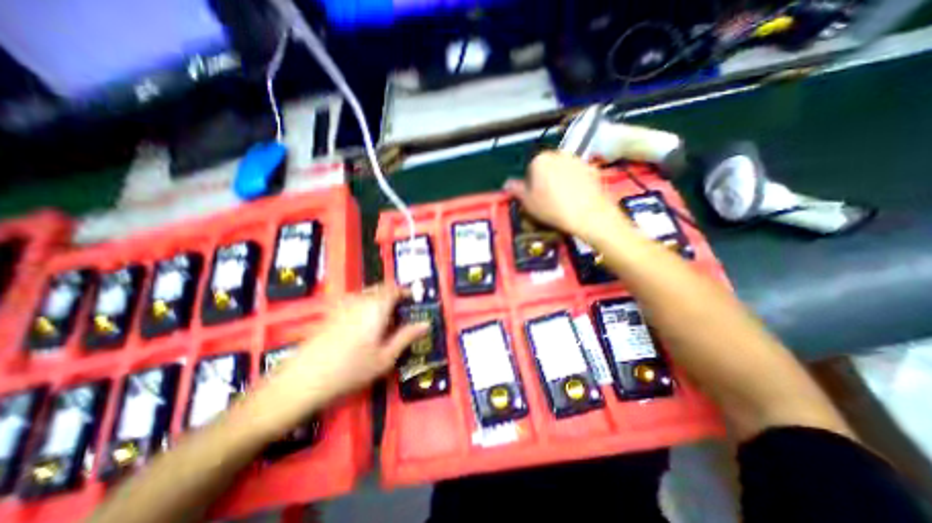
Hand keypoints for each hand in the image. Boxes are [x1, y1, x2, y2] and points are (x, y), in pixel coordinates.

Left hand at [252, 284, 424, 430]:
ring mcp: (343, 305)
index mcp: (376, 306)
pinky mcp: (331, 312)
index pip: (394, 289)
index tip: (414, 301)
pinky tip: (362, 327)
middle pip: (380, 288)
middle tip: (400, 314)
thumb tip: (426, 324)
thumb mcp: (386, 357)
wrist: (304, 380)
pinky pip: (354, 301)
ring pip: (367, 294)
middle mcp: (360, 299)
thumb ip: (406, 337)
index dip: (406, 292)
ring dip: (379, 301)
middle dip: (393, 296)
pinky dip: (365, 306)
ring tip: (383, 322)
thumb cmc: (352, 369)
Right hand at [506, 151, 629, 240]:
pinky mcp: (591, 168)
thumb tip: (507, 183)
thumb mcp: (527, 202)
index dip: (531, 185)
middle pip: (546, 168)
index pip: (530, 170)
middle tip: (548, 199)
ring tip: (563, 200)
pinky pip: (577, 174)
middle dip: (545, 180)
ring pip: (562, 170)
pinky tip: (576, 197)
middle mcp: (558, 154)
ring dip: (560, 180)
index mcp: (540, 160)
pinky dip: (575, 182)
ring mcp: (577, 160)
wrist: (588, 214)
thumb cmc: (552, 208)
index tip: (535, 198)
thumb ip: (516, 189)